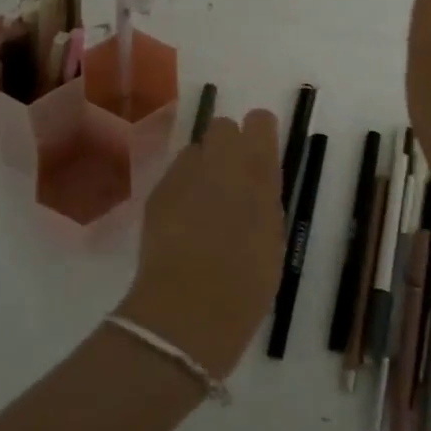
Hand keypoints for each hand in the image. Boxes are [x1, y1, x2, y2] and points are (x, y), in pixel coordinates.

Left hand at [116, 110, 283, 378]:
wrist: (189, 309)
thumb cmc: (247, 283)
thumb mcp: (272, 237)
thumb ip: (265, 199)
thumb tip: (257, 184)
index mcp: (257, 170)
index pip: (259, 122)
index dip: (259, 134)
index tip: (261, 153)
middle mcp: (220, 160)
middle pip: (222, 126)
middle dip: (228, 144)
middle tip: (232, 179)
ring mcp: (184, 173)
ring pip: (194, 149)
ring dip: (202, 166)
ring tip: (203, 202)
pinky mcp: (157, 191)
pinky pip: (174, 175)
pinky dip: (181, 188)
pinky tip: (182, 220)